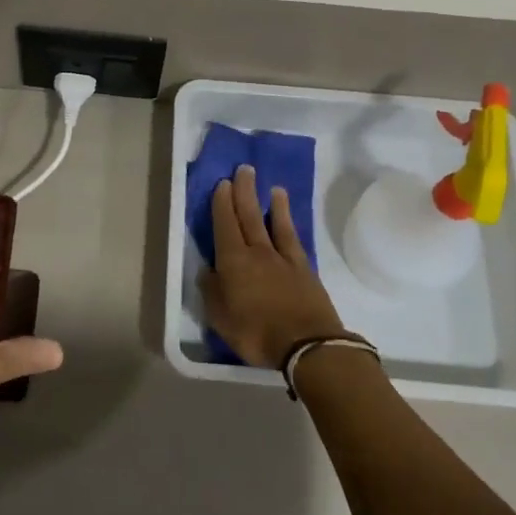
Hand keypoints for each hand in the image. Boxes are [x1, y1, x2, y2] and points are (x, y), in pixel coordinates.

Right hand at [197, 165, 350, 368]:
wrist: (307, 345)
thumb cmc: (257, 333)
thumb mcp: (221, 318)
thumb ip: (212, 291)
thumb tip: (208, 270)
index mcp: (233, 262)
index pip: (225, 225)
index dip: (222, 204)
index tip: (222, 183)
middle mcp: (258, 252)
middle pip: (249, 216)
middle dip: (244, 191)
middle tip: (243, 170)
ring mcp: (283, 259)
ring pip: (274, 223)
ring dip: (271, 203)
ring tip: (271, 186)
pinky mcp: (304, 269)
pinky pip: (294, 239)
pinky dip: (289, 224)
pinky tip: (288, 218)